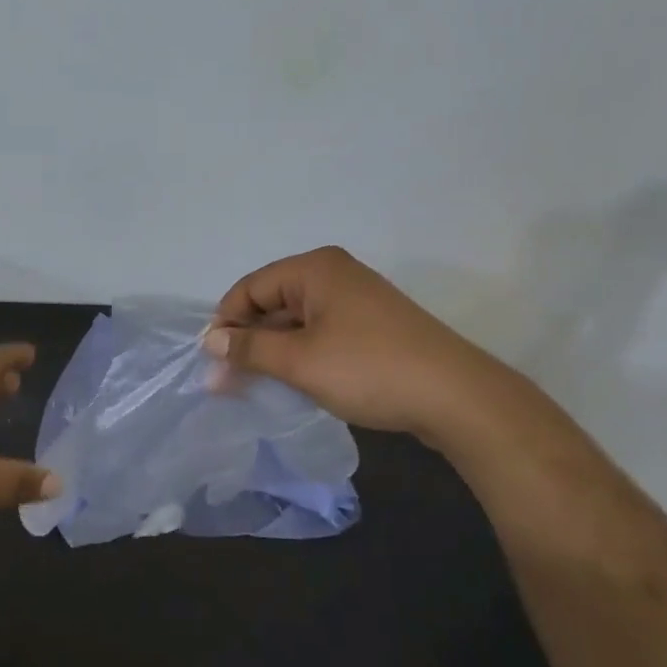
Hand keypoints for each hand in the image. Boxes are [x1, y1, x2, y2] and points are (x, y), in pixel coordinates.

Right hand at [206, 246, 529, 448]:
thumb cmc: (369, 369)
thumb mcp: (299, 361)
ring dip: (273, 351)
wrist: (456, 397)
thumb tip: (210, 342)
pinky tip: (293, 382)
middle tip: (229, 382)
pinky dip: (301, 354)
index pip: (250, 288)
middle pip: (272, 302)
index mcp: (315, 269)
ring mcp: (357, 300)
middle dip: (248, 340)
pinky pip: (321, 333)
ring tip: (256, 387)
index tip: (213, 363)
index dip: (226, 323)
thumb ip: (249, 349)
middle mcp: (334, 274)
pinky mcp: (372, 326)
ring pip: (296, 321)